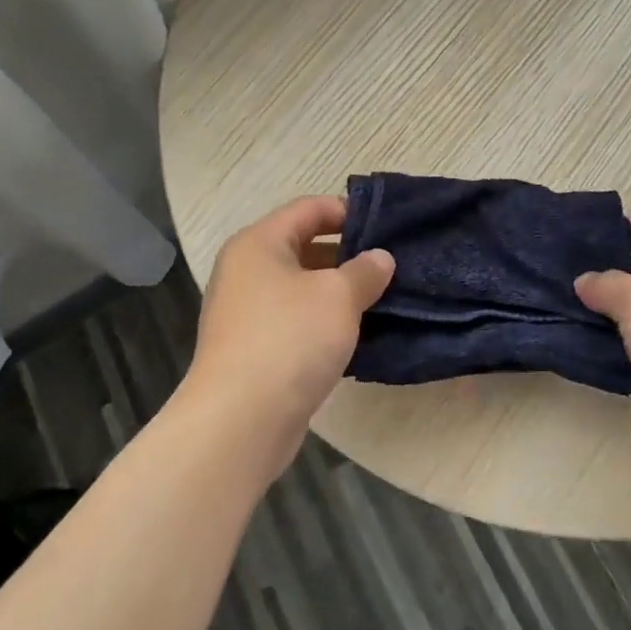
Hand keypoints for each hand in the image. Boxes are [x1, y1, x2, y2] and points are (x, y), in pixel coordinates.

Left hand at [182, 196, 393, 461]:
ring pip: (301, 288)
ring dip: (338, 292)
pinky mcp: (253, 350)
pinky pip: (295, 322)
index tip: (386, 225)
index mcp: (259, 243)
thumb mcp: (338, 296)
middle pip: (303, 247)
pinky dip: (323, 323)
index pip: (308, 209)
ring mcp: (246, 313)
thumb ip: (365, 271)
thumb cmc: (289, 339)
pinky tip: (357, 335)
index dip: (347, 210)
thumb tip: (380, 259)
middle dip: (347, 254)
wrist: (240, 420)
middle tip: (390, 264)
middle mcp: (246, 271)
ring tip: (382, 298)